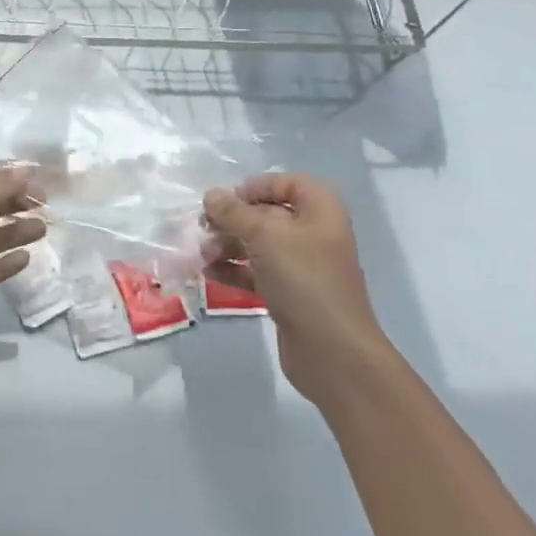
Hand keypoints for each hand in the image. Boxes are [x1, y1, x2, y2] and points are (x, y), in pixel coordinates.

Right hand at [202, 174, 384, 401]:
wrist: (332, 351)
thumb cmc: (303, 279)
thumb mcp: (264, 235)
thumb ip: (234, 212)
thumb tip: (212, 196)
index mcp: (320, 211)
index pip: (289, 183)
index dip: (257, 187)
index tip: (228, 199)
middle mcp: (314, 234)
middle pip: (268, 215)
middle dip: (234, 220)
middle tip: (204, 228)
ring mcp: (303, 267)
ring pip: (259, 245)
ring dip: (228, 245)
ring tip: (203, 255)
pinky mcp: (290, 295)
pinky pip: (258, 273)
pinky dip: (235, 270)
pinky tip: (210, 273)